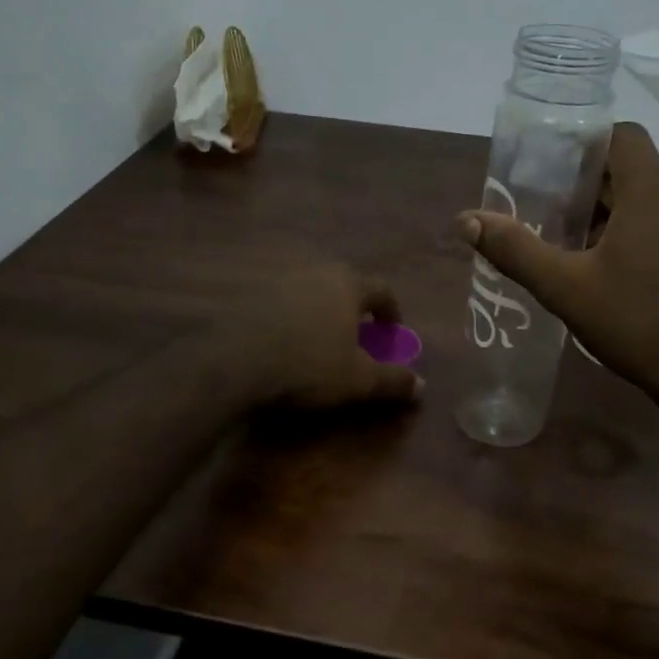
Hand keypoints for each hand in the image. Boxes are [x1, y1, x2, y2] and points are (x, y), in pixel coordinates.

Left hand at [244, 263, 424, 408]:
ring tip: (322, 342)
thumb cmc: (310, 365)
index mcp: (347, 284)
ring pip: (311, 293)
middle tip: (358, 336)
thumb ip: (392, 380)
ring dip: (322, 313)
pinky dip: (293, 321)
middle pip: (344, 285)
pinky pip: (282, 305)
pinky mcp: (250, 296)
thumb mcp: (359, 379)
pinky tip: (287, 345)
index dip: (391, 311)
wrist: (236, 361)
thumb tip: (422, 385)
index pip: (381, 289)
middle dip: (355, 309)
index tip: (392, 332)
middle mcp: (315, 273)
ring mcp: (279, 281)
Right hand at [456, 123, 658, 415]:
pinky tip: (617, 275)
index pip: (619, 135)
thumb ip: (516, 250)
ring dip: (613, 216)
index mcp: (652, 189)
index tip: (549, 169)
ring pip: (651, 202)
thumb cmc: (642, 323)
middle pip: (631, 171)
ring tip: (575, 249)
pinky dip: (641, 236)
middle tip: (547, 217)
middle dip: (587, 189)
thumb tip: (465, 219)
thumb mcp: (567, 289)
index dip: (583, 144)